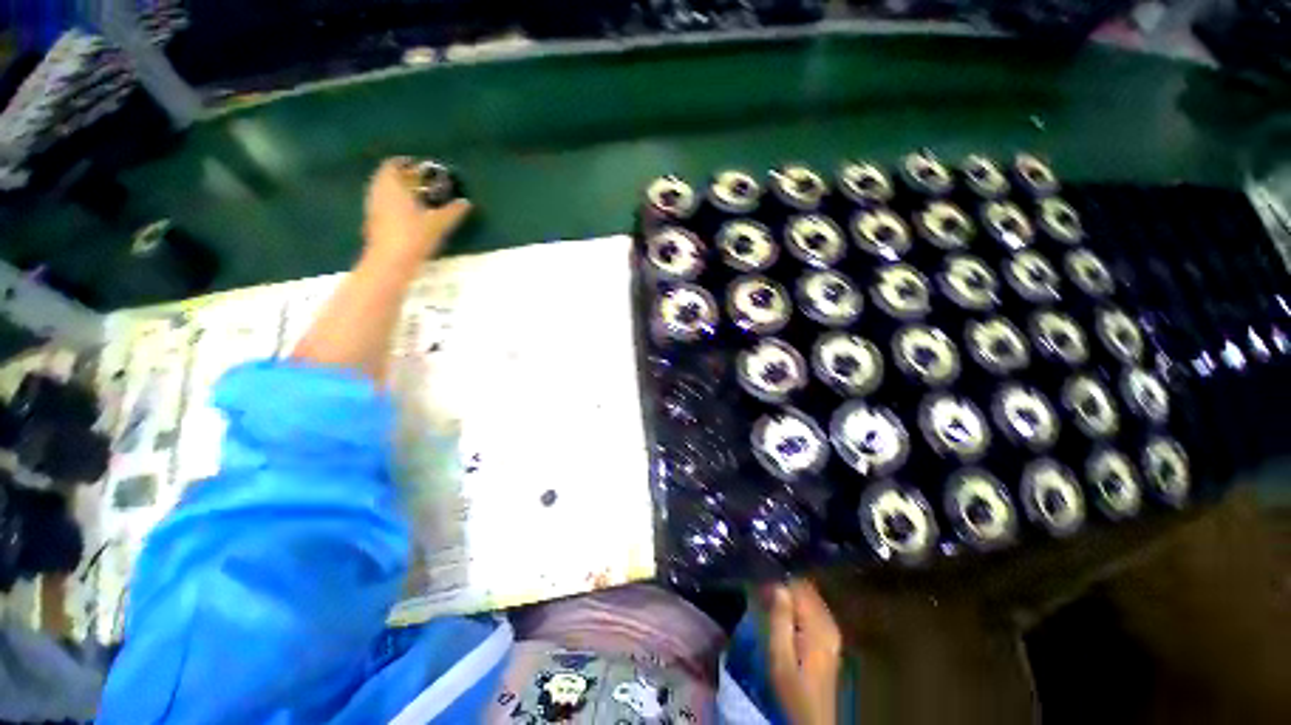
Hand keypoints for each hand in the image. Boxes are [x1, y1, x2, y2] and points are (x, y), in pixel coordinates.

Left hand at [362, 158, 471, 267]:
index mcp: (391, 185)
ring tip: (418, 199)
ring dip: (399, 191)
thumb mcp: (438, 223)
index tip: (421, 167)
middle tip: (423, 183)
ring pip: (384, 191)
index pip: (393, 164)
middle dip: (404, 177)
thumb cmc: (413, 237)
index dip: (406, 163)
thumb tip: (466, 203)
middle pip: (388, 177)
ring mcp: (373, 207)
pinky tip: (410, 215)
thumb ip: (452, 211)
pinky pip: (383, 204)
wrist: (390, 262)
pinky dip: (395, 204)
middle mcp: (378, 192)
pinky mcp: (373, 222)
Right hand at [762, 580, 842, 724]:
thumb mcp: (780, 658)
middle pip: (806, 588)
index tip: (759, 578)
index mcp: (819, 626)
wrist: (813, 720)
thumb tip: (778, 585)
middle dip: (784, 583)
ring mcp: (832, 629)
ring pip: (809, 596)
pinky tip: (783, 611)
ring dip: (789, 592)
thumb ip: (779, 620)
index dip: (779, 578)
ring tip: (768, 596)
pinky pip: (812, 607)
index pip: (800, 586)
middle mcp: (830, 622)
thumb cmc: (793, 690)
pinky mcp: (829, 636)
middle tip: (761, 587)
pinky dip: (797, 603)